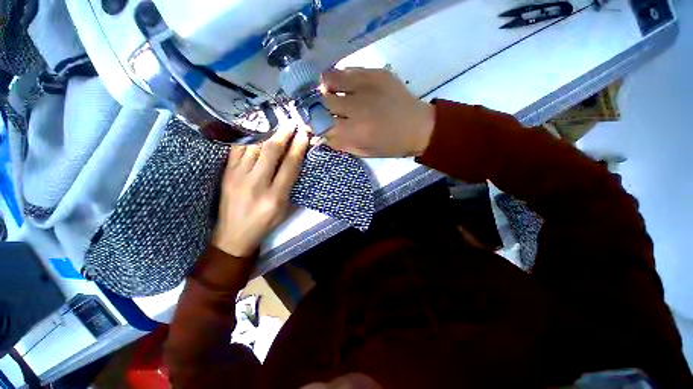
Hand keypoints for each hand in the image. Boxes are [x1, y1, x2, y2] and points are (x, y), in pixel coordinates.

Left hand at [212, 126, 309, 256]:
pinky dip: (249, 139)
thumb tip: (296, 160)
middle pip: (272, 151)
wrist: (233, 235)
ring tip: (276, 124)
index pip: (290, 165)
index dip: (298, 147)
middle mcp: (256, 184)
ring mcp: (238, 176)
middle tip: (291, 122)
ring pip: (255, 147)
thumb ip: (290, 184)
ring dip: (267, 133)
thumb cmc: (265, 223)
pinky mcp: (226, 173)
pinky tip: (256, 132)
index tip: (304, 133)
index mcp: (275, 196)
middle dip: (284, 134)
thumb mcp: (284, 208)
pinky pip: (238, 149)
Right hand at [322, 68, 435, 156]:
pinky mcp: (375, 73)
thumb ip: (341, 144)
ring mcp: (366, 86)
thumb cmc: (391, 145)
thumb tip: (322, 135)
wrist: (419, 127)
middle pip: (322, 101)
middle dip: (317, 107)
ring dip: (325, 88)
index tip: (314, 124)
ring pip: (330, 79)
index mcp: (355, 131)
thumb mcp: (364, 152)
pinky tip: (346, 87)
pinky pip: (347, 70)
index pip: (321, 124)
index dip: (314, 124)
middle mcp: (356, 107)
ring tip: (331, 94)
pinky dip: (341, 79)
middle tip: (321, 109)